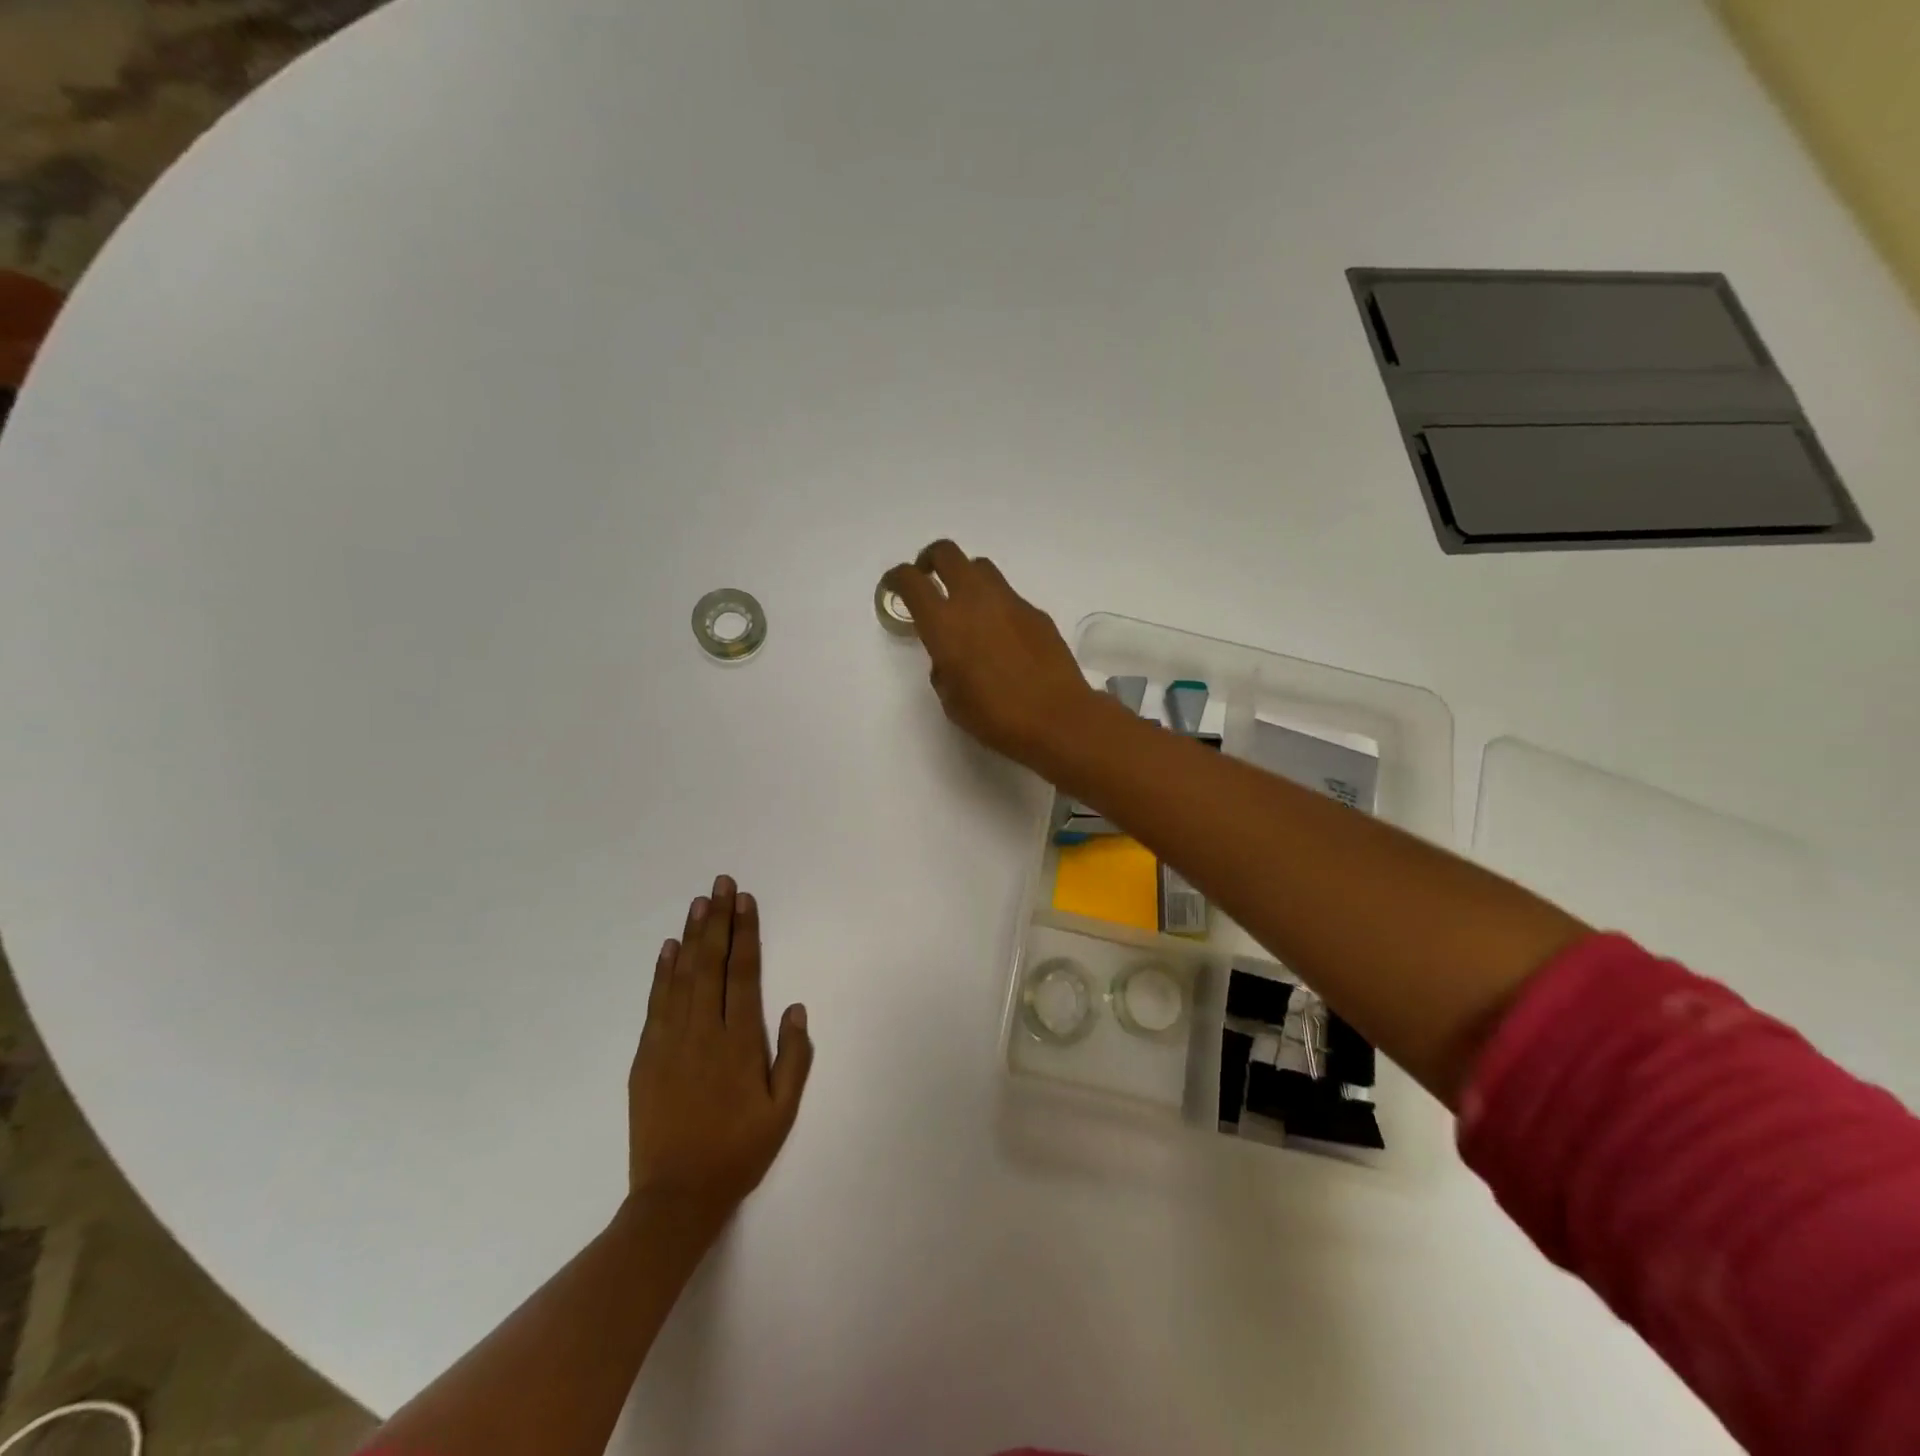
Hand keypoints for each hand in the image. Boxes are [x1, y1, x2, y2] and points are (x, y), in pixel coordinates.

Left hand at [628, 876, 812, 1226]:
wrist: (675, 1197)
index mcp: (738, 1042)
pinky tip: (667, 949)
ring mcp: (669, 1042)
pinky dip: (661, 973)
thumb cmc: (737, 1152)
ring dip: (690, 936)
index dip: (745, 933)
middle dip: (717, 920)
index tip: (745, 901)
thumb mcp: (782, 1111)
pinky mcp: (645, 1057)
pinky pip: (655, 1003)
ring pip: (681, 976)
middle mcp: (703, 1032)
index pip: (742, 973)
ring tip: (698, 902)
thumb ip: (793, 1057)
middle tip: (721, 883)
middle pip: (710, 963)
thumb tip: (795, 1007)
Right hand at [882, 539, 1101, 767]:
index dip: (896, 578)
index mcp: (944, 624)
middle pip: (946, 553)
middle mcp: (974, 601)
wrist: (1058, 719)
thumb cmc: (996, 717)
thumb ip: (942, 667)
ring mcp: (1009, 602)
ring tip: (966, 608)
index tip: (893, 587)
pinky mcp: (1036, 612)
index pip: (911, 581)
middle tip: (928, 580)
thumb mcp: (952, 700)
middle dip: (931, 560)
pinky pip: (1008, 596)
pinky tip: (1002, 638)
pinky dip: (995, 605)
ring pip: (980, 568)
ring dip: (965, 578)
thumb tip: (949, 656)